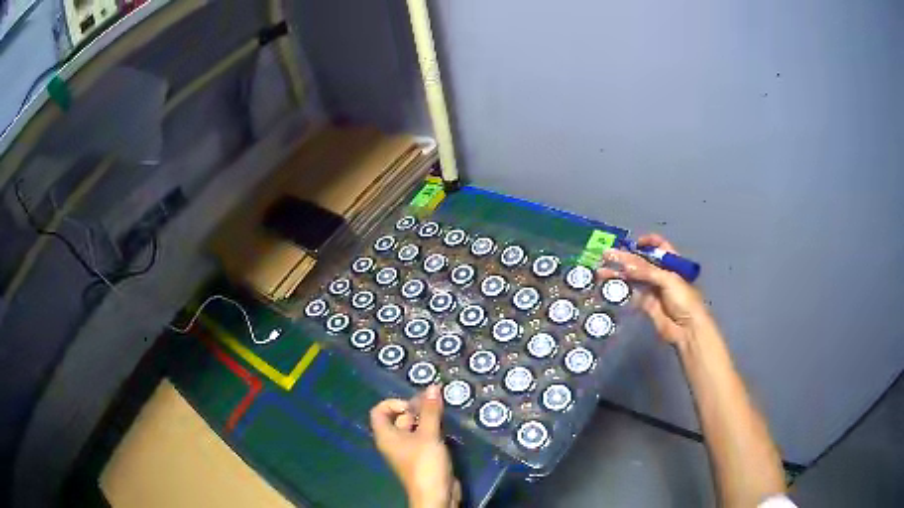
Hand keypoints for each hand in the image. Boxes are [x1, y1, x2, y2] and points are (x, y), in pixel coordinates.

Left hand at [370, 385, 460, 507]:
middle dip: (416, 409)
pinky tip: (447, 429)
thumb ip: (430, 411)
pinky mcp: (422, 458)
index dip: (394, 403)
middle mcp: (394, 442)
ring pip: (414, 428)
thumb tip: (432, 387)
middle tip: (435, 404)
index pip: (379, 411)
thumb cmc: (425, 464)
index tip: (413, 405)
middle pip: (399, 418)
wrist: (436, 495)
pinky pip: (424, 439)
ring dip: (427, 419)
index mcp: (386, 436)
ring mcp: (408, 451)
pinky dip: (433, 431)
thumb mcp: (428, 435)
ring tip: (444, 413)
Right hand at [597, 233, 712, 346]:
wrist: (686, 329)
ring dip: (619, 274)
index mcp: (671, 263)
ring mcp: (653, 289)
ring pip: (634, 278)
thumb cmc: (683, 299)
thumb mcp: (668, 279)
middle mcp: (661, 273)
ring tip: (602, 272)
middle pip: (641, 262)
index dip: (647, 242)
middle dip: (625, 258)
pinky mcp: (646, 304)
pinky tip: (610, 287)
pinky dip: (621, 290)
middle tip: (606, 256)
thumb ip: (646, 271)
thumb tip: (624, 264)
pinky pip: (632, 294)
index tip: (632, 244)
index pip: (659, 246)